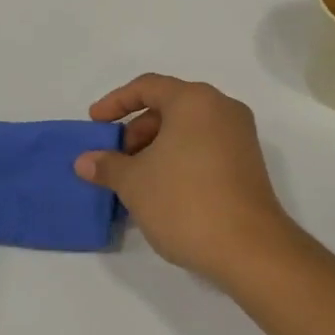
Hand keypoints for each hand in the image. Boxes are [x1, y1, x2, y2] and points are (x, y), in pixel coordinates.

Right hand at [75, 73, 299, 282]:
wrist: (248, 248)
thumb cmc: (185, 201)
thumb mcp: (135, 183)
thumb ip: (107, 165)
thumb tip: (85, 161)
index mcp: (195, 100)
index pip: (148, 87)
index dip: (115, 102)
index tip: (95, 124)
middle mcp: (222, 109)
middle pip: (170, 107)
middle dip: (137, 130)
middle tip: (116, 160)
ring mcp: (240, 137)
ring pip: (187, 130)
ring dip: (156, 148)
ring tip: (135, 181)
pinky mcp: (248, 163)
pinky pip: (204, 148)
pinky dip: (179, 159)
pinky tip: (161, 191)